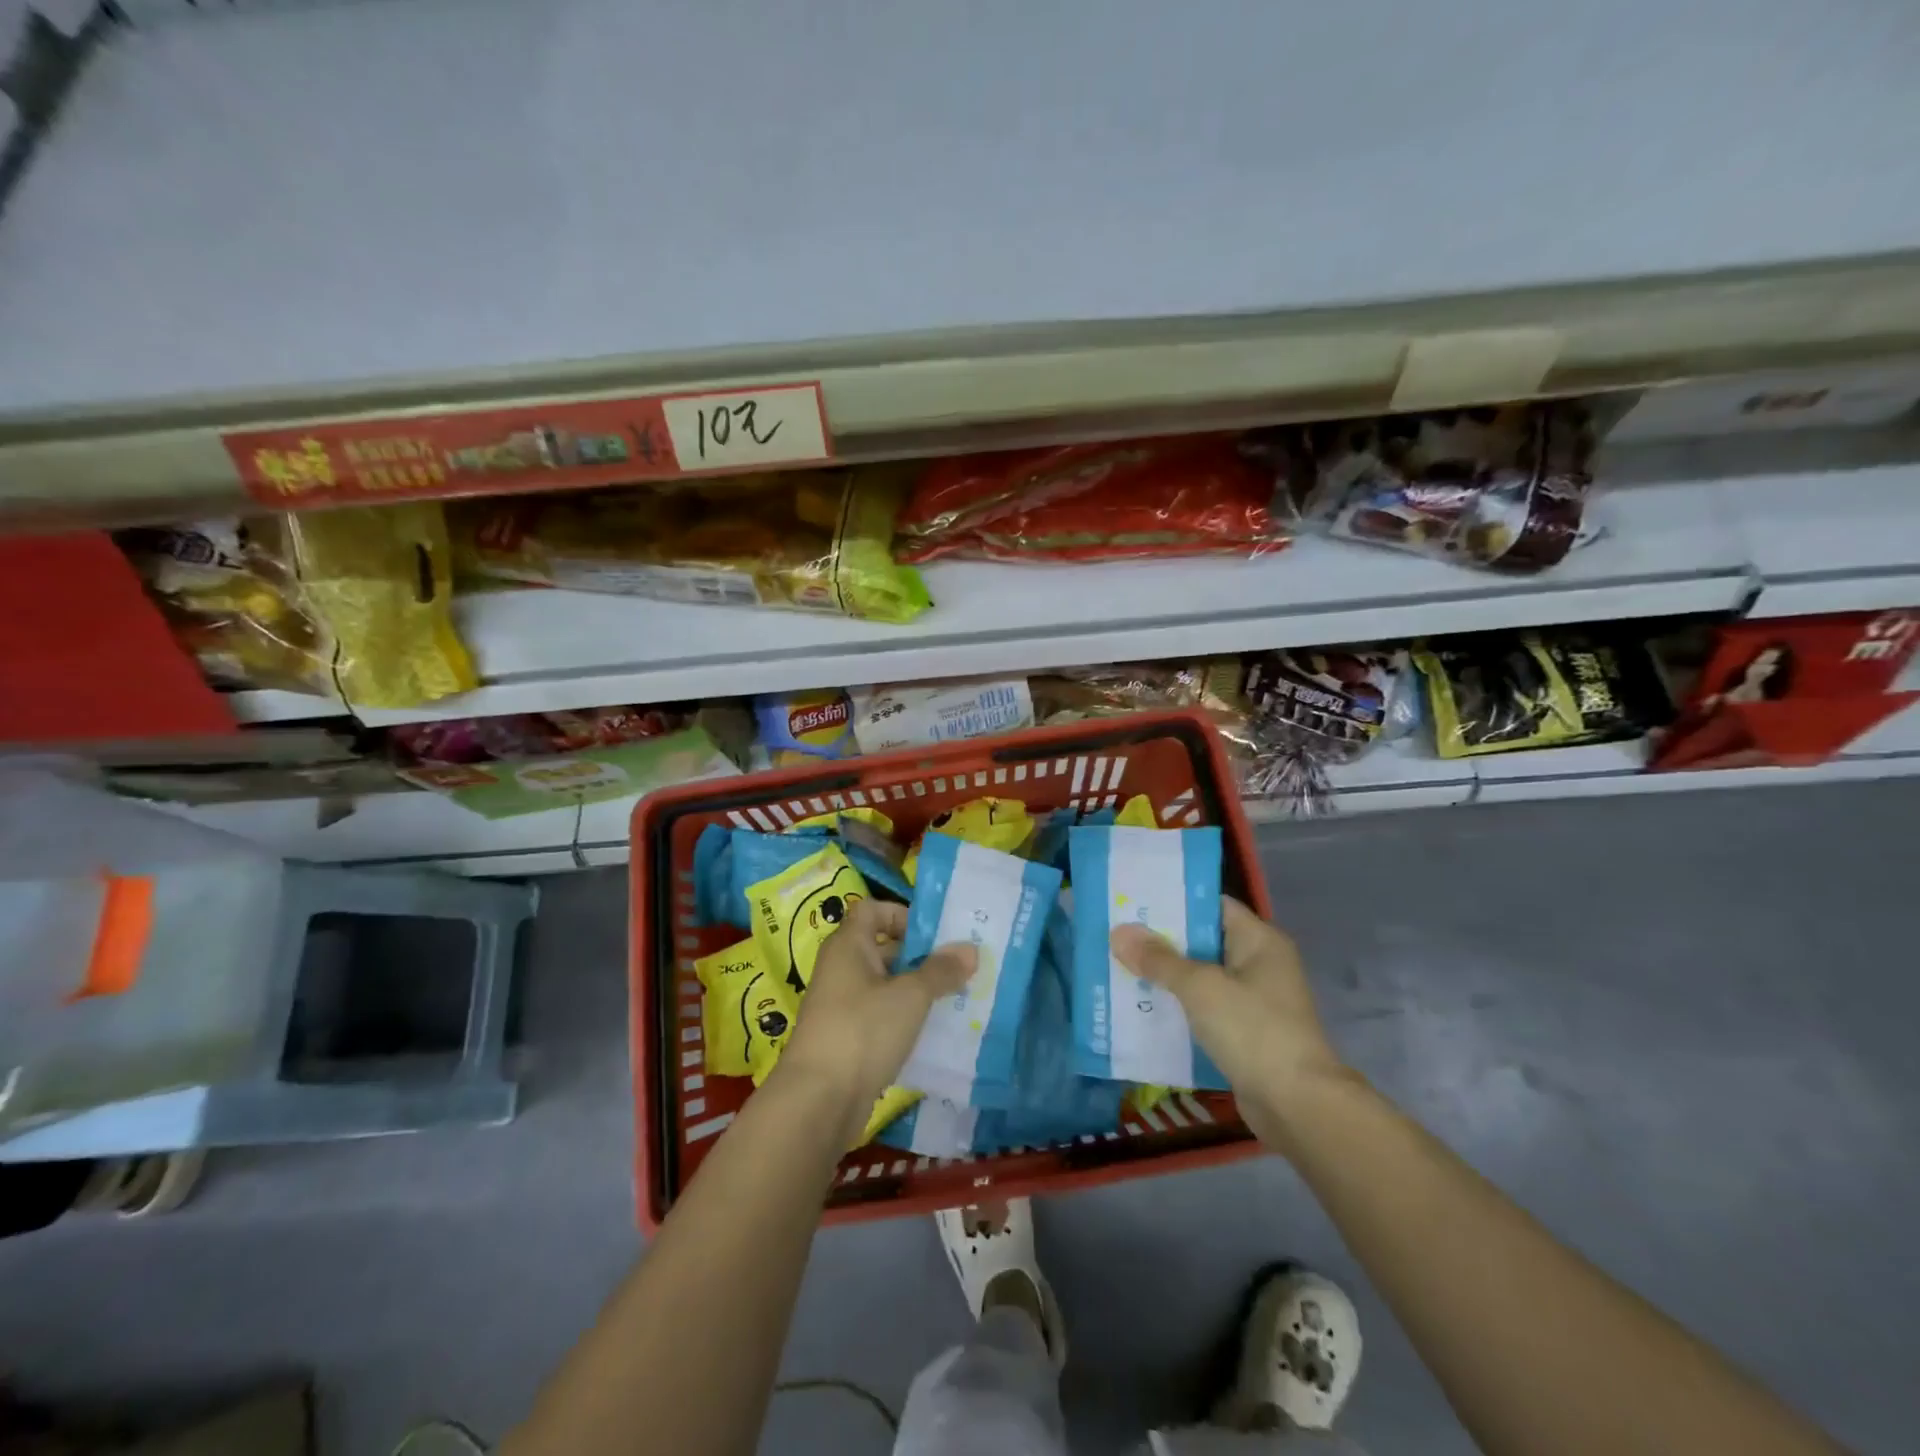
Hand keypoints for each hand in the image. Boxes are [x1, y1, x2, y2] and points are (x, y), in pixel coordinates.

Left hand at [773, 900, 974, 1140]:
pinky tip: (934, 1032)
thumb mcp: (911, 996)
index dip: (902, 914)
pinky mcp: (848, 1038)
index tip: (934, 935)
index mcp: (848, 945)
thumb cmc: (863, 1030)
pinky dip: (905, 1019)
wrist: (818, 1100)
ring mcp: (842, 1006)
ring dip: (917, 990)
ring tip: (956, 998)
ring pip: (886, 986)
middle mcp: (841, 969)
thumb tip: (970, 949)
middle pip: (883, 948)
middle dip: (921, 956)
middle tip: (959, 967)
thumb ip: (941, 970)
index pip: (872, 910)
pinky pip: (881, 1016)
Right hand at [1111, 897, 1349, 1132]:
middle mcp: (1259, 963)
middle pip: (1203, 941)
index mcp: (1259, 940)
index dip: (1174, 901)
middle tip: (1116, 933)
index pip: (1212, 905)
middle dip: (1161, 940)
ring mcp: (1254, 1000)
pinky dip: (1177, 1007)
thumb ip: (1159, 959)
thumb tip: (1119, 932)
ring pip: (1200, 977)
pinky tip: (1141, 1007)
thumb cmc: (1252, 1030)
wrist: (1297, 1105)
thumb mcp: (1199, 987)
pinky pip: (1204, 1009)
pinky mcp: (1244, 1033)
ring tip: (1119, 966)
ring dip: (1165, 976)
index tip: (1134, 901)